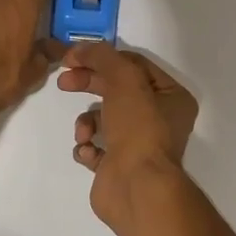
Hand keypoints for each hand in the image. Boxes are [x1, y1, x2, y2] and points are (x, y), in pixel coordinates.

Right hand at [56, 43, 197, 231]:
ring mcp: (138, 145)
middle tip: (63, 82)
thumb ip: (102, 56)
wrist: (136, 188)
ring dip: (87, 121)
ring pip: (103, 119)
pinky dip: (87, 147)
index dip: (102, 58)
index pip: (134, 65)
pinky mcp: (118, 167)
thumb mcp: (123, 79)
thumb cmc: (138, 128)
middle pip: (116, 90)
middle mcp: (160, 119)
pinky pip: (95, 148)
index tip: (72, 58)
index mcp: (171, 96)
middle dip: (89, 84)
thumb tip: (79, 48)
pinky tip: (88, 153)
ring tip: (84, 133)